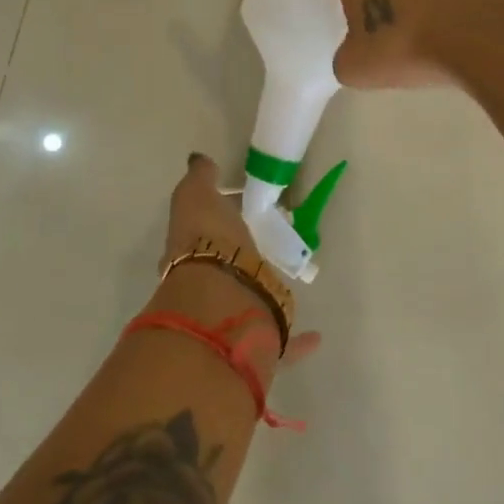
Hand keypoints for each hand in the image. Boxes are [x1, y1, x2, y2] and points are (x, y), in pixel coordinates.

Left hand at [158, 154, 319, 362]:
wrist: (223, 301)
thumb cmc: (208, 243)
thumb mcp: (197, 197)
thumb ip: (199, 179)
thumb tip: (199, 161)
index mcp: (187, 256)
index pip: (197, 237)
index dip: (212, 222)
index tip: (236, 209)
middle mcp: (205, 290)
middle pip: (221, 272)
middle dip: (237, 261)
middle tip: (262, 244)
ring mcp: (232, 318)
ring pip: (248, 305)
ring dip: (261, 296)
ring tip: (284, 282)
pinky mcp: (260, 342)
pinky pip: (281, 342)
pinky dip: (298, 341)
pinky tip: (316, 336)